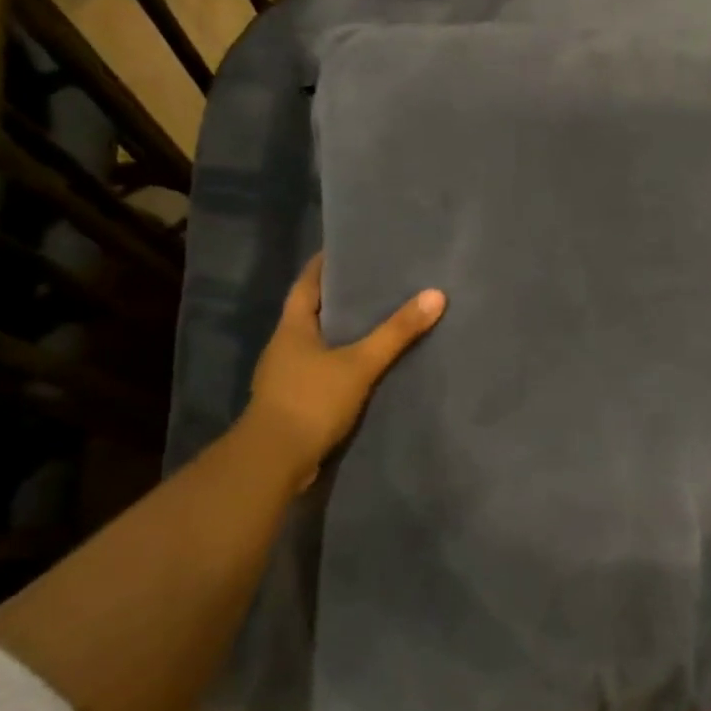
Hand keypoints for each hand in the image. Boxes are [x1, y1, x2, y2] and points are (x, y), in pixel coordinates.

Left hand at [242, 253, 445, 487]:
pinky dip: (342, 362)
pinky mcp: (295, 401)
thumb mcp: (360, 363)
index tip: (348, 249)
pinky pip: (322, 370)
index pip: (307, 283)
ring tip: (378, 320)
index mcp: (292, 327)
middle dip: (340, 297)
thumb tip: (436, 294)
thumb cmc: (311, 400)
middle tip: (376, 282)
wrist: (274, 461)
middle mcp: (284, 346)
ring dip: (342, 331)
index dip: (324, 264)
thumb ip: (396, 332)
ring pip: (318, 342)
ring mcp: (286, 375)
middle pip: (312, 311)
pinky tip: (366, 366)